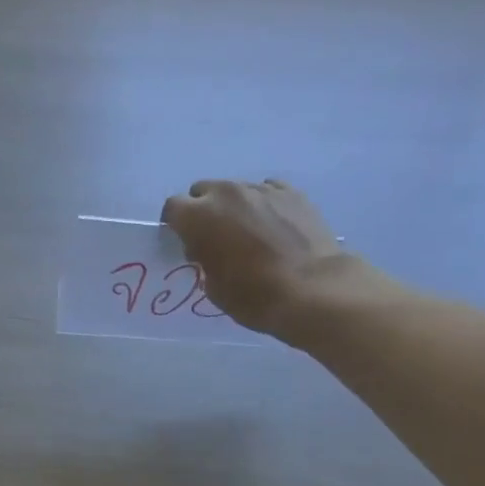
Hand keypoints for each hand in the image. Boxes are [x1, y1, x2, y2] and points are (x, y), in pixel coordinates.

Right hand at [161, 179, 346, 338]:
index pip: (173, 208)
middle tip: (213, 238)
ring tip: (247, 235)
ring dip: (234, 208)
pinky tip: (272, 229)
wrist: (311, 289)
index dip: (175, 224)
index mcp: (200, 217)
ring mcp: (261, 188)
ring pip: (236, 190)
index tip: (183, 241)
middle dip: (203, 210)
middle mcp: (227, 192)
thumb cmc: (254, 297)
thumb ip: (203, 260)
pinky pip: (266, 192)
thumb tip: (207, 249)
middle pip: (203, 191)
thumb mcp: (214, 289)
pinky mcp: (291, 191)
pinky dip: (262, 206)